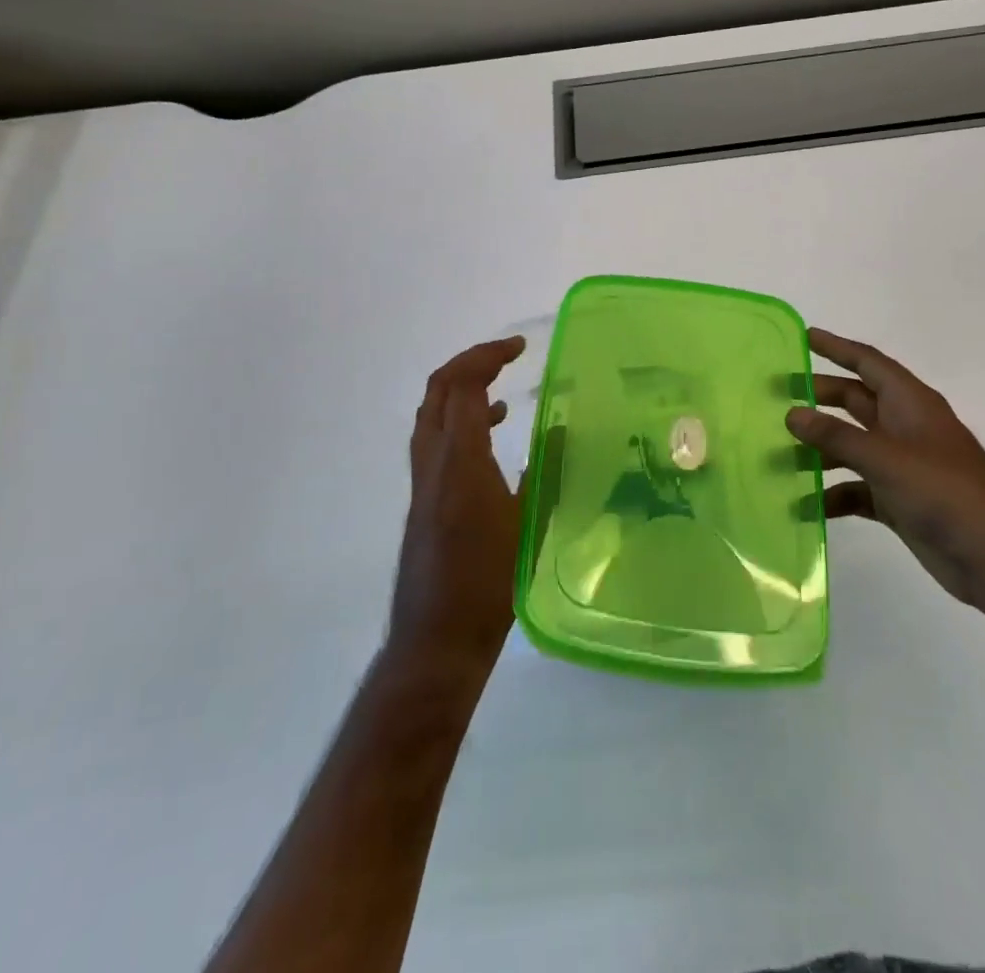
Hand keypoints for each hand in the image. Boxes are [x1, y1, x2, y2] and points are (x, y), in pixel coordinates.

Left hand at [389, 337, 525, 672]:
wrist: (437, 637)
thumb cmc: (489, 583)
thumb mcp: (528, 523)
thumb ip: (545, 470)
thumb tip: (561, 430)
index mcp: (460, 460)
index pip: (464, 387)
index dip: (488, 356)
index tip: (520, 346)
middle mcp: (433, 460)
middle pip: (439, 389)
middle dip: (471, 362)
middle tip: (506, 355)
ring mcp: (423, 479)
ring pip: (432, 412)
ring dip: (462, 388)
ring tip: (501, 384)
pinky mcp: (423, 497)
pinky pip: (435, 437)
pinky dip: (459, 418)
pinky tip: (492, 434)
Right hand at [786, 327, 984, 605]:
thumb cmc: (944, 491)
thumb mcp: (885, 458)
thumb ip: (836, 436)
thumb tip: (792, 413)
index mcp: (909, 403)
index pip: (868, 363)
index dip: (837, 348)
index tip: (803, 337)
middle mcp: (904, 428)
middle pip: (855, 402)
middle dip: (819, 397)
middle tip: (776, 395)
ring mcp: (901, 466)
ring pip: (851, 446)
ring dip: (820, 449)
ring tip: (777, 451)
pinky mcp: (898, 500)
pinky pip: (856, 489)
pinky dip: (832, 494)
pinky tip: (804, 504)